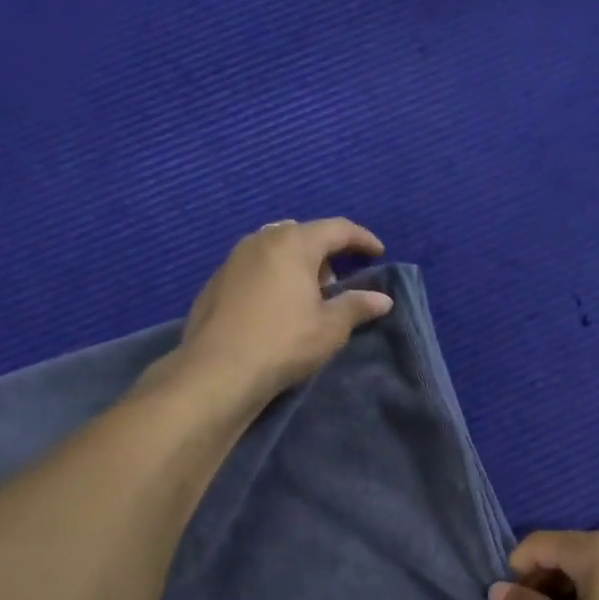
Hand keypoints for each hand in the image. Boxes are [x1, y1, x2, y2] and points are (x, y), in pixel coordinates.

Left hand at [179, 218, 394, 404]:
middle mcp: (261, 240)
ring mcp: (233, 259)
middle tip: (337, 283)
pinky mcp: (215, 282)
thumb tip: (382, 299)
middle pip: (302, 235)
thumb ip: (357, 306)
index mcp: (293, 243)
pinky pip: (254, 268)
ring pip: (274, 250)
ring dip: (296, 265)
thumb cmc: (283, 342)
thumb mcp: (330, 328)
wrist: (218, 370)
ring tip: (307, 297)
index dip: (361, 238)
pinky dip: (272, 278)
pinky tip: (275, 308)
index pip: (336, 229)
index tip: (378, 252)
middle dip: (325, 253)